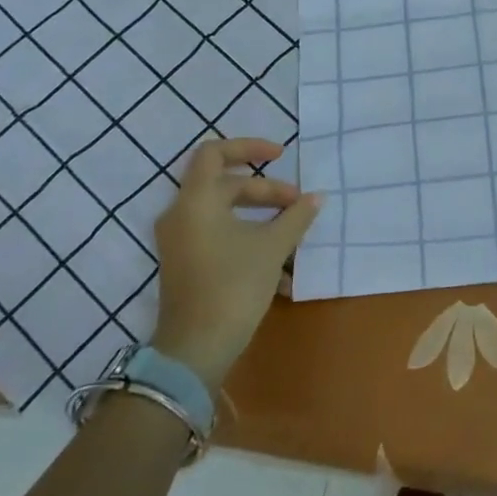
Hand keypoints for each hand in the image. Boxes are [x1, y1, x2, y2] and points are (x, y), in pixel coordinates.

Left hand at [150, 137, 321, 392]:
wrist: (195, 349)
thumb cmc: (233, 285)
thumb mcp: (273, 247)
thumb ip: (296, 216)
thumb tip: (315, 198)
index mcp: (196, 201)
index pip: (215, 152)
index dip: (249, 147)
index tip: (281, 156)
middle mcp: (181, 215)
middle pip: (226, 185)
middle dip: (266, 191)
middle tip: (298, 205)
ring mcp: (181, 241)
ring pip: (224, 213)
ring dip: (260, 216)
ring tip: (292, 231)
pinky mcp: (186, 263)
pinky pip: (219, 235)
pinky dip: (247, 237)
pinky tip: (279, 264)